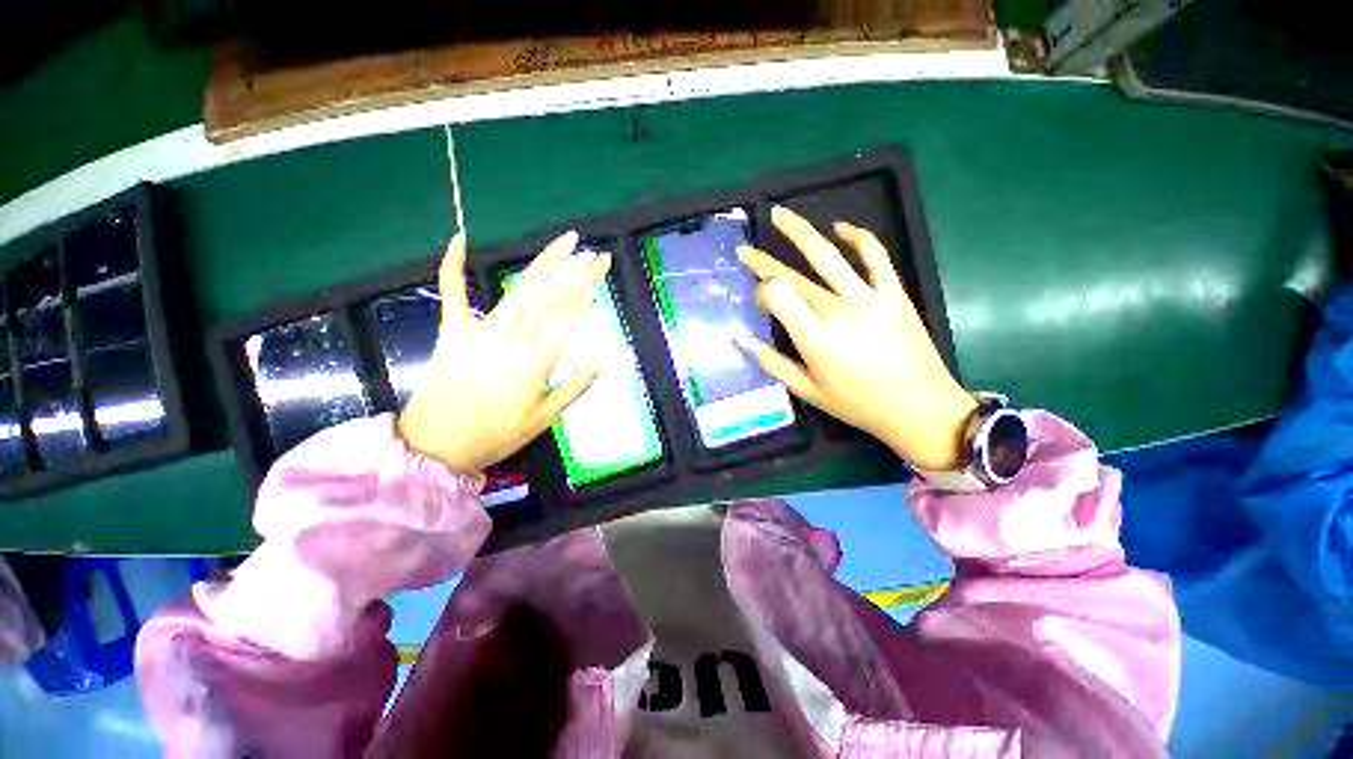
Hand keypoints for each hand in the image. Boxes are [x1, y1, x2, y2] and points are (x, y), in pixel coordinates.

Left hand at [398, 231, 609, 472]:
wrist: (437, 446)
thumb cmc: (497, 434)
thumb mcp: (545, 417)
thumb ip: (578, 384)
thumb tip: (611, 359)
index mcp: (537, 362)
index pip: (569, 318)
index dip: (588, 292)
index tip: (603, 271)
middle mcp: (513, 340)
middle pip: (552, 298)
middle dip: (578, 273)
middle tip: (597, 254)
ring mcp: (481, 331)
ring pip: (520, 290)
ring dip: (544, 262)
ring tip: (566, 242)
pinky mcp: (453, 330)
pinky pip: (452, 292)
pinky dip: (452, 265)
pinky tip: (459, 239)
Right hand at [734, 206, 976, 470]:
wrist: (920, 407)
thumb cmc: (858, 404)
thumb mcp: (807, 391)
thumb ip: (772, 363)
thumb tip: (741, 339)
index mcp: (815, 338)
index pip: (777, 297)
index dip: (761, 293)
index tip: (757, 298)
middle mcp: (837, 311)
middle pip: (793, 276)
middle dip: (764, 261)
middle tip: (744, 251)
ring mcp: (868, 297)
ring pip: (827, 256)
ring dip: (800, 232)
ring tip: (780, 215)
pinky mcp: (893, 292)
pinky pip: (875, 255)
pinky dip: (858, 236)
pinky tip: (841, 227)